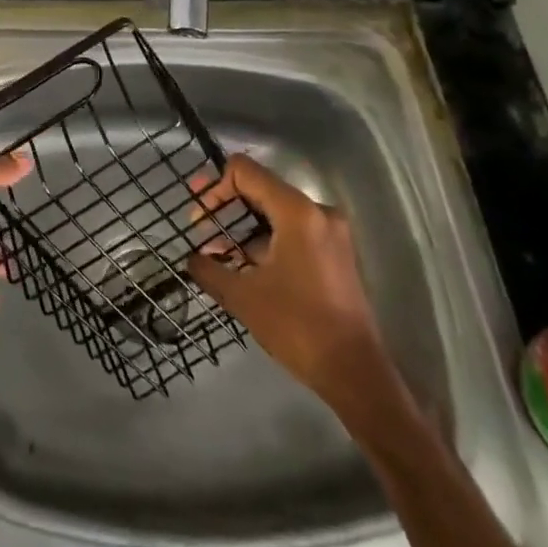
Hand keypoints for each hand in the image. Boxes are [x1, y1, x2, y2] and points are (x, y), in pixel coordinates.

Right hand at [187, 154, 398, 411]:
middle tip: (199, 225)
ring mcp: (330, 232)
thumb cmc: (298, 327)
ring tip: (217, 251)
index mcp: (296, 212)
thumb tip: (191, 259)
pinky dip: (265, 240)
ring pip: (275, 212)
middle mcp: (317, 211)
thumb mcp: (243, 297)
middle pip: (261, 188)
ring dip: (243, 227)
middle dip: (226, 206)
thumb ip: (210, 270)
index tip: (199, 216)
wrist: (356, 374)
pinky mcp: (335, 253)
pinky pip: (292, 230)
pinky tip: (244, 264)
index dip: (215, 187)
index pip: (245, 171)